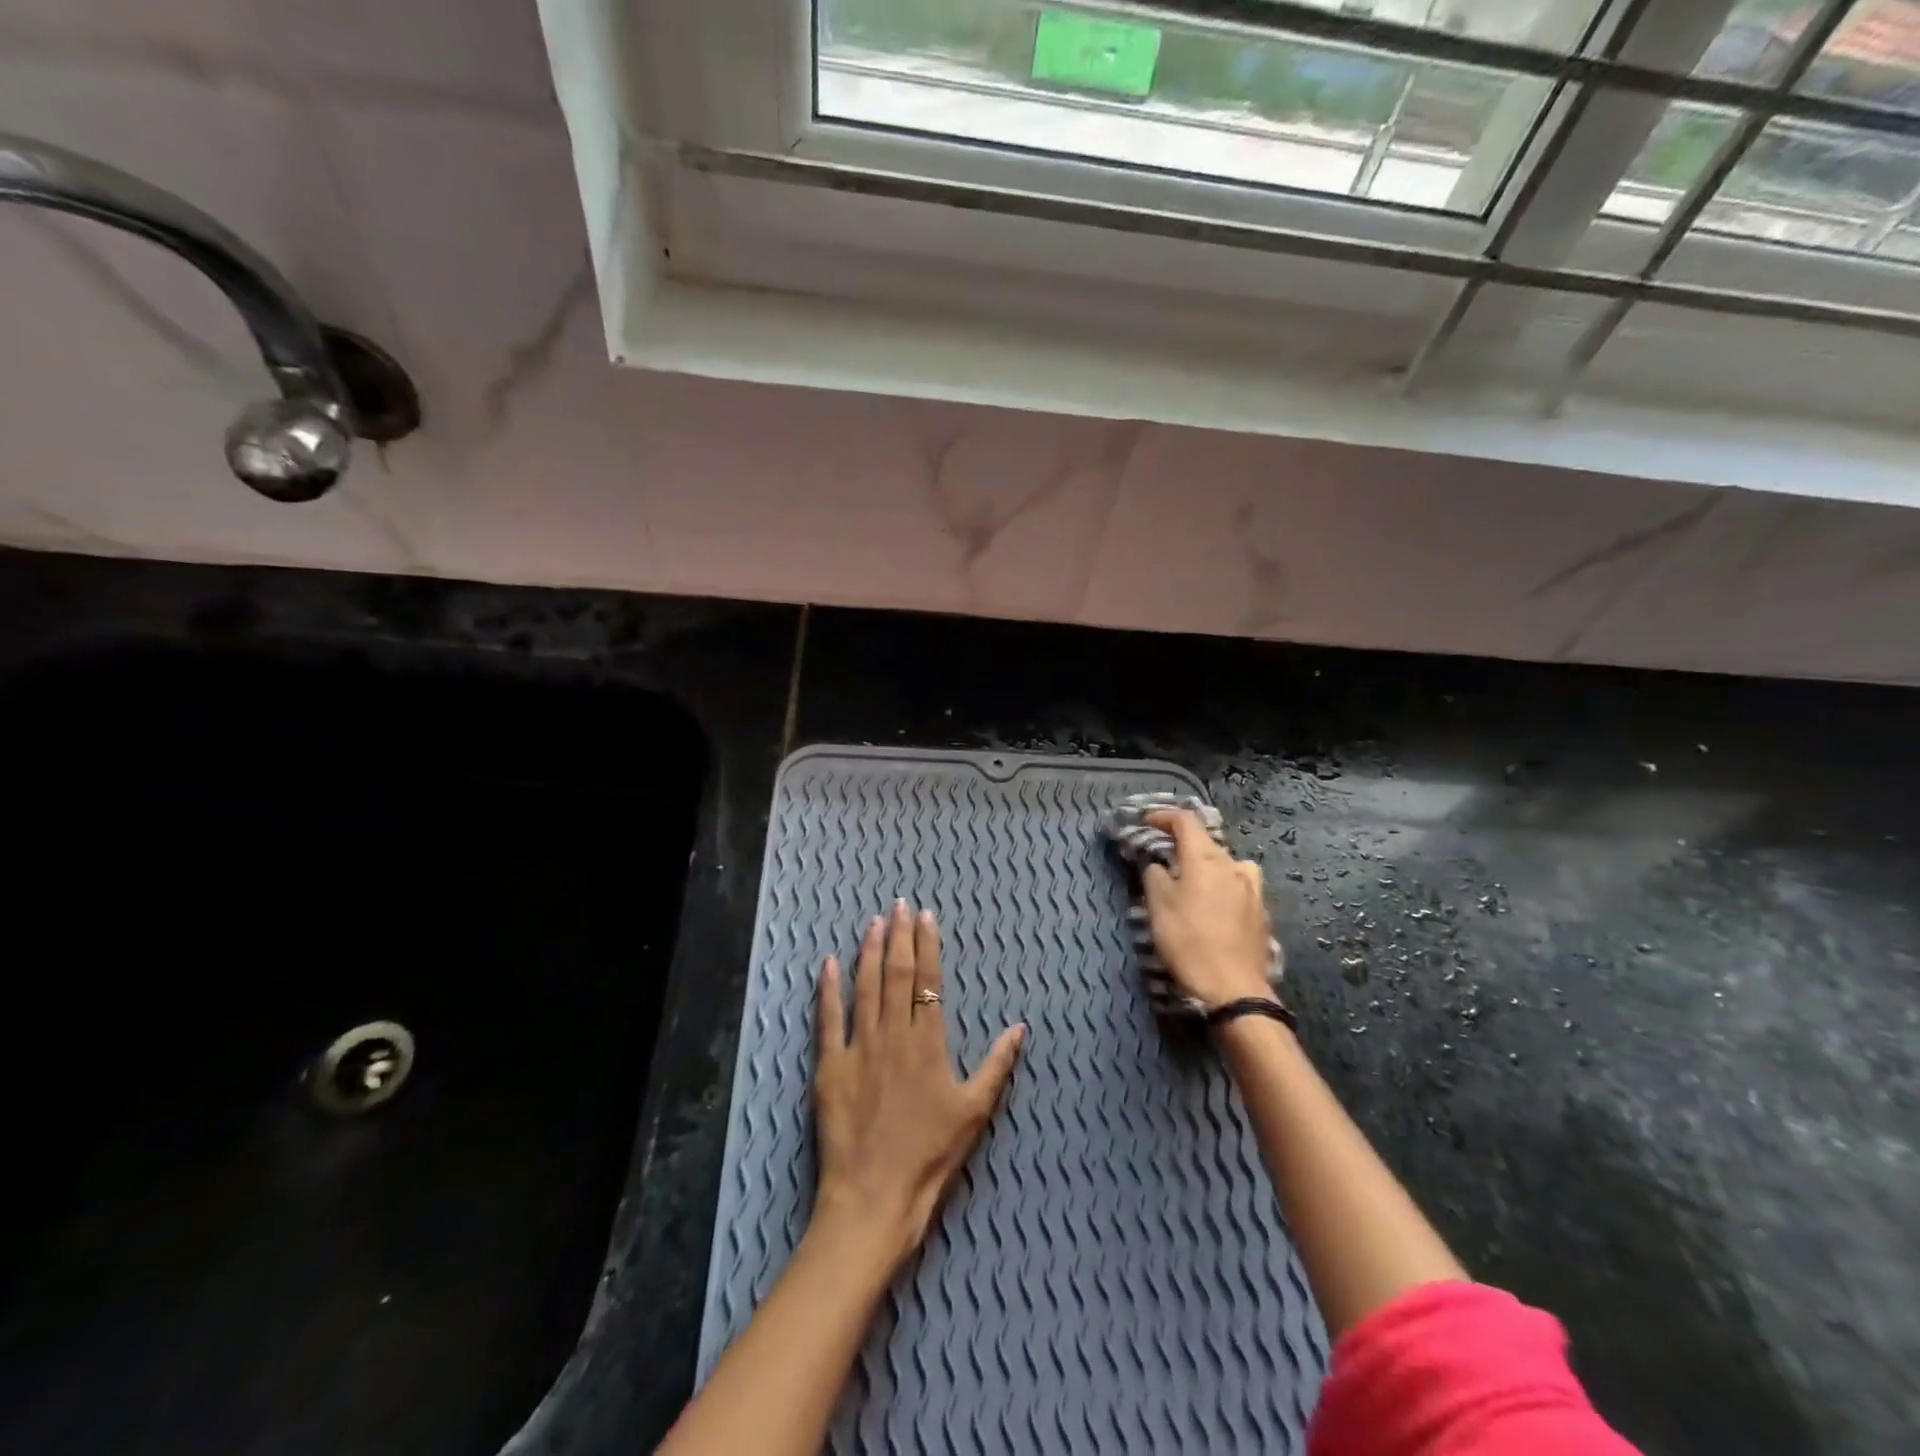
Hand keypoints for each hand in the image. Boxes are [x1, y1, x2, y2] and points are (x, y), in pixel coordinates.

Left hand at [812, 901, 1025, 1269]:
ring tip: (874, 923)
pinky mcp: (830, 1067)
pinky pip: (828, 1019)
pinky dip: (828, 989)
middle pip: (897, 975)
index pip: (929, 981)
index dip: (928, 946)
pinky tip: (829, 963)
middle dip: (899, 936)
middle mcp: (893, 1035)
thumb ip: (997, 1065)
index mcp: (928, 1043)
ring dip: (870, 952)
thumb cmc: (931, 1156)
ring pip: (865, 988)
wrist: (874, 1198)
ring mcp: (859, 1048)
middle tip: (899, 904)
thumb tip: (1020, 1027)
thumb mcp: (975, 1112)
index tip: (926, 916)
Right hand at [1142, 809, 1274, 1010]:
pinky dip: (1222, 884)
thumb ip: (1154, 874)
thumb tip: (1156, 862)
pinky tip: (1215, 903)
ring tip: (1192, 880)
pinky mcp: (1261, 910)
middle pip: (1206, 841)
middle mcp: (1233, 865)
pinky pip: (1238, 884)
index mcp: (1205, 858)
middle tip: (1162, 855)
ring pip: (1225, 863)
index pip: (1185, 821)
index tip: (1145, 822)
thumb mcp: (1158, 905)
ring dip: (1206, 864)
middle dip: (1182, 843)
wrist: (1234, 988)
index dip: (1163, 816)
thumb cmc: (1188, 942)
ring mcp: (1252, 888)